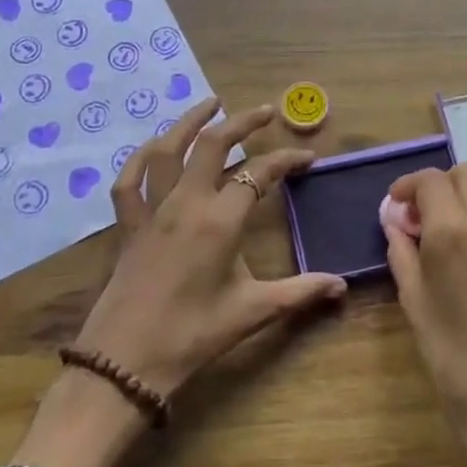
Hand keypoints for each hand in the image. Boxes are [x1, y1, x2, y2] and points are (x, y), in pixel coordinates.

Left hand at [14, 100, 346, 466]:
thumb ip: (299, 293)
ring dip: (190, 122)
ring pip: (167, 150)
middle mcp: (186, 203)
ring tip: (211, 103)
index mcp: (220, 221)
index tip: (307, 157)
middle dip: (242, 122)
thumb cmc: (192, 336)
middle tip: (265, 111)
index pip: (259, 174)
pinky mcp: (128, 224)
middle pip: (213, 145)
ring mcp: (152, 210)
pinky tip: (155, 147)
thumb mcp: (252, 312)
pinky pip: (129, 180)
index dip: (286, 160)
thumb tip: (342, 286)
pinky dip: (140, 157)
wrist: (125, 363)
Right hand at [384, 164, 466, 466]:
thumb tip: (395, 222)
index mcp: (457, 232)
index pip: (432, 180)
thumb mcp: (417, 307)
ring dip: (466, 206)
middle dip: (441, 187)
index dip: (408, 187)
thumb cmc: (458, 366)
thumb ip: (403, 254)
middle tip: (421, 220)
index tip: (397, 207)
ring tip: (447, 245)